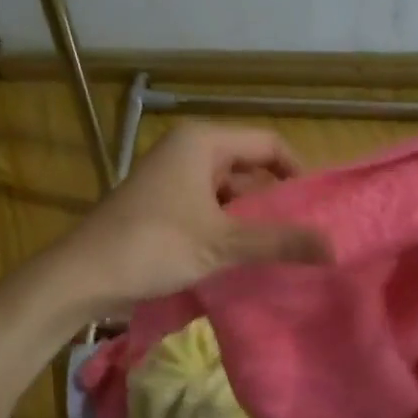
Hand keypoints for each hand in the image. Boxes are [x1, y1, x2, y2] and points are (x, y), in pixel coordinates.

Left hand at [54, 123, 331, 314]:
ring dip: (249, 216)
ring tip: (275, 248)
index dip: (297, 172)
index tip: (317, 208)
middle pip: (248, 164)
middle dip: (274, 198)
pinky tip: (238, 254)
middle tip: (302, 231)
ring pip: (227, 188)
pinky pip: (206, 204)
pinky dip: (225, 225)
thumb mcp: (223, 244)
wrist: (82, 275)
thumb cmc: (154, 246)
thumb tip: (335, 248)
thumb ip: (279, 243)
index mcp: (203, 141)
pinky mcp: (160, 201)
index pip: (269, 143)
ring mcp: (170, 175)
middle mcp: (187, 149)